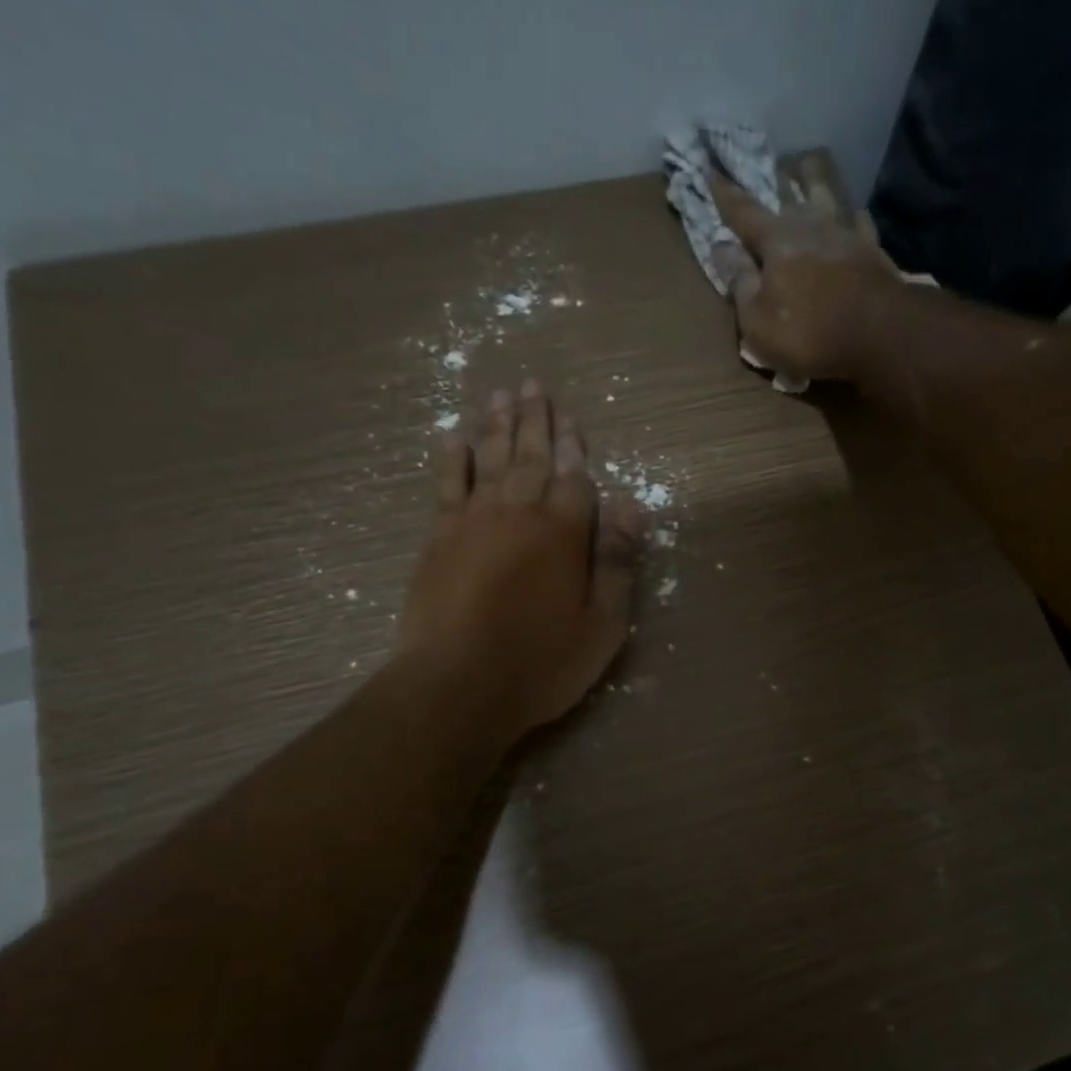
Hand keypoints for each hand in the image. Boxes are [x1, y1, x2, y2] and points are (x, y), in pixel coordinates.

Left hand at [397, 383, 642, 747]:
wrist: (457, 685)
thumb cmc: (541, 662)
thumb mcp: (602, 624)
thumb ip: (616, 561)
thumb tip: (633, 506)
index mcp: (563, 532)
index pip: (573, 476)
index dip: (574, 447)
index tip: (571, 418)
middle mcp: (518, 513)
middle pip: (529, 456)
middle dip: (534, 421)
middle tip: (532, 385)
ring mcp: (472, 522)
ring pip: (488, 460)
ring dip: (495, 426)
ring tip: (499, 395)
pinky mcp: (437, 539)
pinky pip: (446, 485)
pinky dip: (451, 459)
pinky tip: (452, 438)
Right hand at [710, 171, 902, 381]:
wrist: (880, 334)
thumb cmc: (808, 333)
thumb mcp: (757, 320)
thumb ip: (740, 282)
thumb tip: (721, 248)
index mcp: (776, 240)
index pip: (743, 211)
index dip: (725, 194)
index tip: (710, 170)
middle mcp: (810, 225)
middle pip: (788, 193)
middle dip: (771, 179)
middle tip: (763, 163)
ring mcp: (845, 233)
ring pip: (827, 194)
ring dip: (814, 179)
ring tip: (807, 165)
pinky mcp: (873, 250)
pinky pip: (859, 222)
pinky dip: (852, 215)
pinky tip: (853, 212)